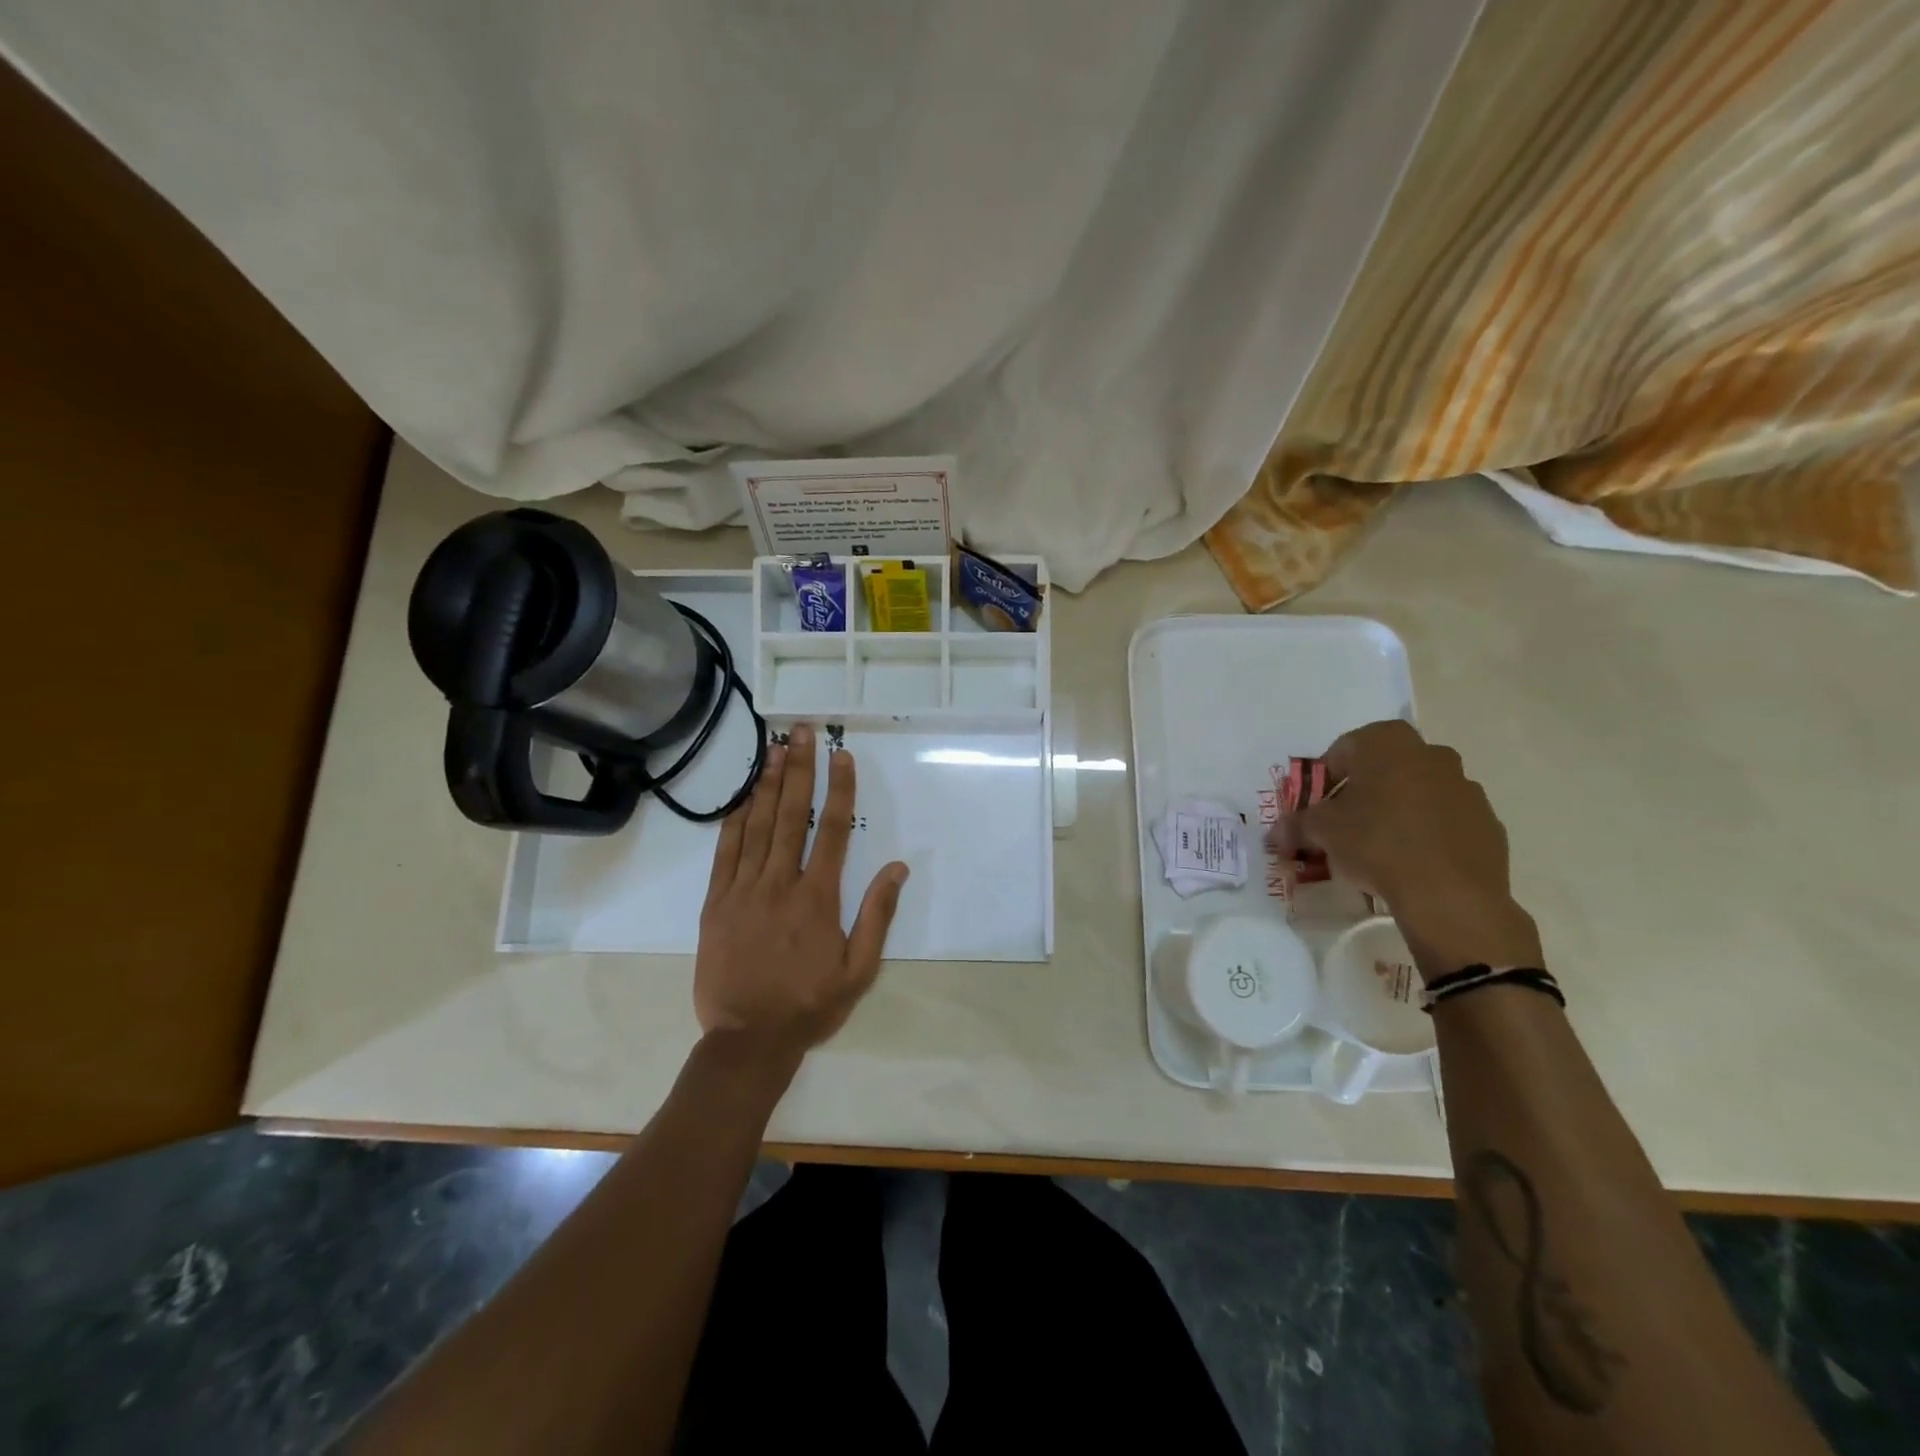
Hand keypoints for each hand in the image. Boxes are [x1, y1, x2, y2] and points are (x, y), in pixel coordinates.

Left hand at [694, 723, 909, 1067]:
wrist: (747, 1040)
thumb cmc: (809, 1005)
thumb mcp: (859, 970)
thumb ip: (877, 916)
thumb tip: (897, 867)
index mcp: (817, 898)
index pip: (831, 830)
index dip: (839, 789)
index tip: (841, 756)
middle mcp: (779, 884)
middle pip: (791, 815)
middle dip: (799, 770)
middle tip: (801, 732)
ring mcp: (743, 891)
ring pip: (757, 827)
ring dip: (766, 785)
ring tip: (774, 749)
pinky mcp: (716, 903)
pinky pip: (725, 853)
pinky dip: (734, 821)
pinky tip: (742, 797)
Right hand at [1271, 719, 1542, 976]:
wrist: (1450, 894)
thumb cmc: (1375, 843)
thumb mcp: (1321, 832)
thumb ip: (1295, 826)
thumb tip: (1274, 834)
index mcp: (1387, 743)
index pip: (1342, 751)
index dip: (1322, 781)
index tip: (1315, 809)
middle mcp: (1430, 753)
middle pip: (1382, 769)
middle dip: (1360, 794)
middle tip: (1342, 826)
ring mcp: (1464, 786)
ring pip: (1416, 793)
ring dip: (1394, 812)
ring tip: (1376, 849)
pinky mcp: (1486, 821)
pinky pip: (1444, 820)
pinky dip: (1426, 833)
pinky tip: (1411, 862)